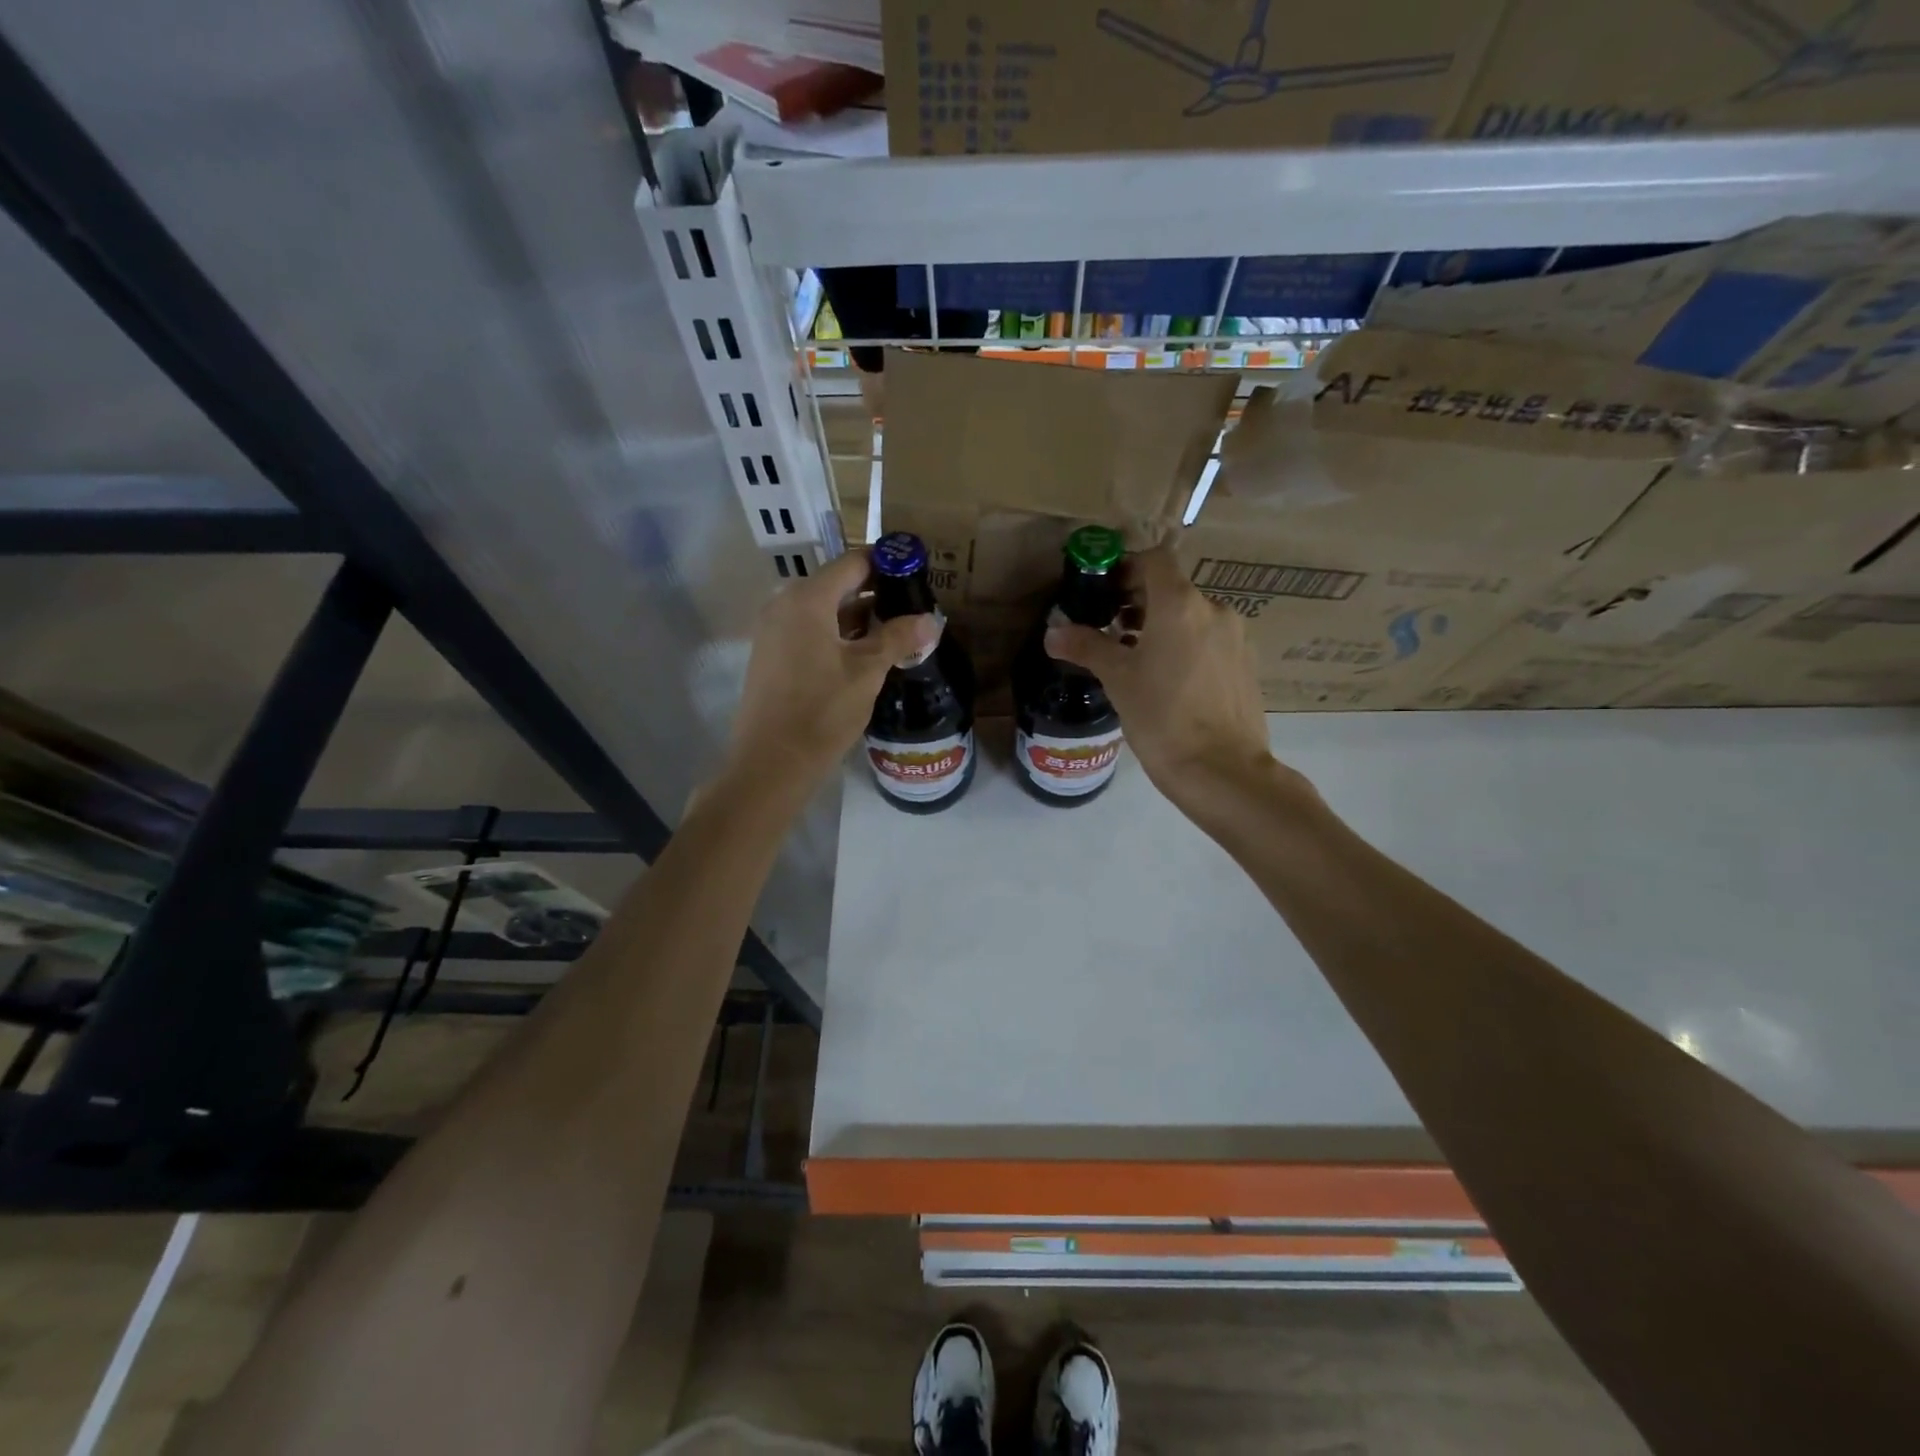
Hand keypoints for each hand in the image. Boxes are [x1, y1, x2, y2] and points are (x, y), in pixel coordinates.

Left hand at [722, 548, 939, 793]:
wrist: (770, 763)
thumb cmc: (821, 712)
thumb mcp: (867, 673)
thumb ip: (898, 639)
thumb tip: (931, 620)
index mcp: (807, 600)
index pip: (853, 563)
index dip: (887, 564)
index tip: (918, 574)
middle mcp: (785, 605)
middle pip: (838, 585)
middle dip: (878, 593)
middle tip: (914, 607)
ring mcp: (775, 631)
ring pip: (826, 610)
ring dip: (861, 618)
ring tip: (900, 631)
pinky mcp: (774, 655)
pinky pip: (812, 631)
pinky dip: (841, 635)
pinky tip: (869, 654)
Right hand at [1045, 545, 1286, 813]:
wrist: (1221, 770)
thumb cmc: (1162, 717)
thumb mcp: (1117, 679)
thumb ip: (1086, 647)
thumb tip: (1053, 632)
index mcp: (1181, 604)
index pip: (1155, 560)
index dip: (1126, 567)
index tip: (1103, 591)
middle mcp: (1214, 610)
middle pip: (1173, 588)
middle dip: (1139, 601)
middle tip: (1110, 627)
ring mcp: (1236, 637)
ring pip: (1192, 616)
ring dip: (1162, 625)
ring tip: (1135, 657)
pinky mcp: (1246, 664)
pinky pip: (1209, 640)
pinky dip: (1185, 645)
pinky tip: (1167, 679)